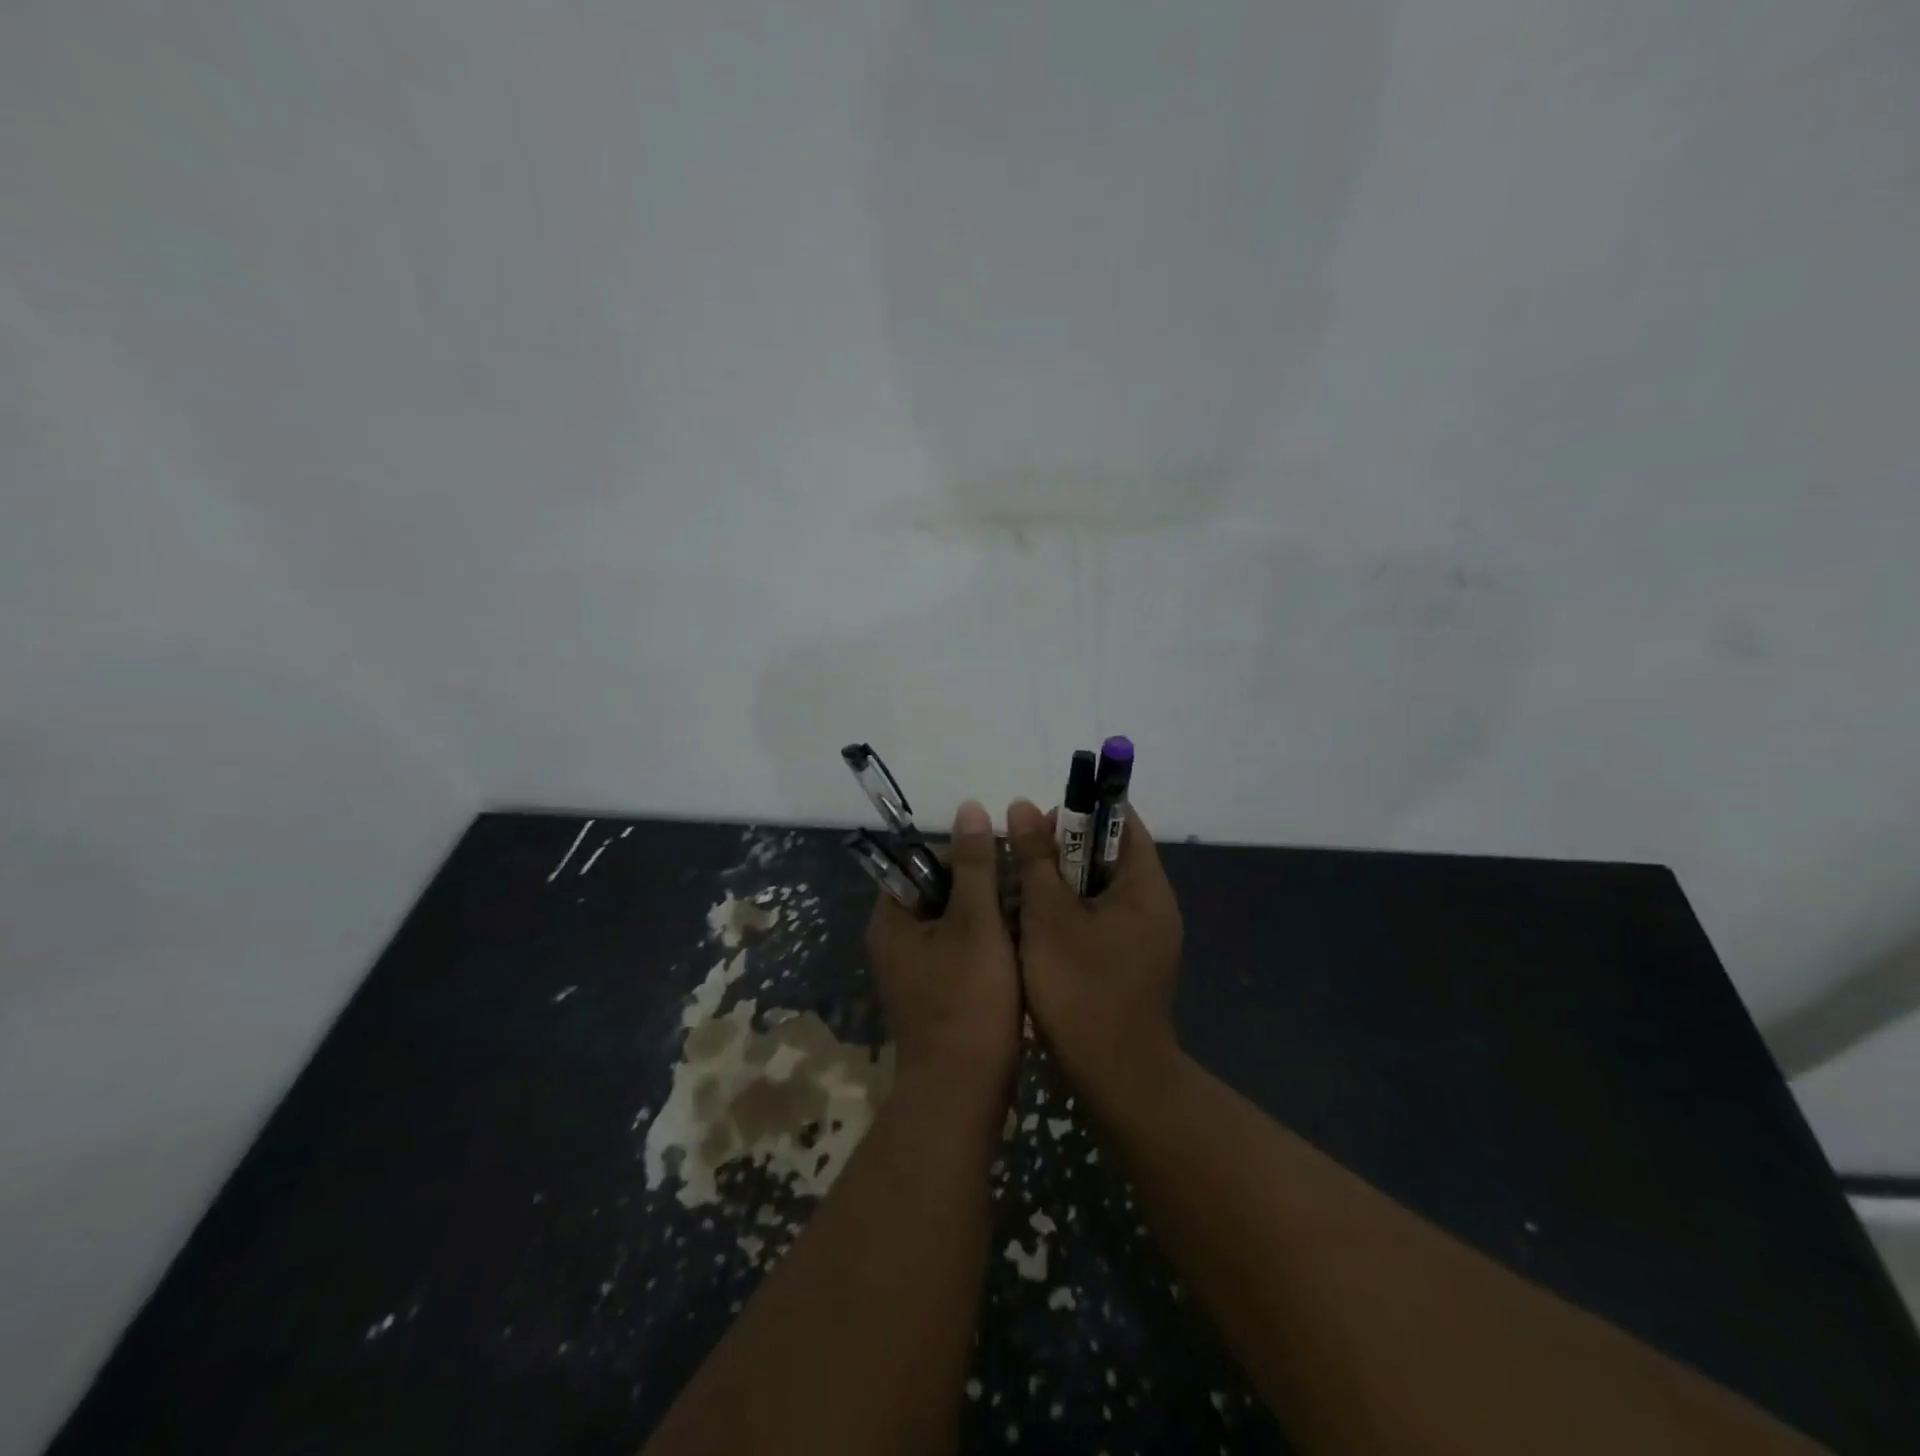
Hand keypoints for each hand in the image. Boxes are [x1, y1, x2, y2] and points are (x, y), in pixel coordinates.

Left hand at [866, 800, 1022, 1105]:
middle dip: (984, 886)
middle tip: (1025, 890)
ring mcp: (914, 969)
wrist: (962, 1094)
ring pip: (955, 922)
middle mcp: (895, 940)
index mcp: (893, 917)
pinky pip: (960, 951)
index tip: (1008, 864)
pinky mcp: (935, 992)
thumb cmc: (968, 1002)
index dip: (967, 855)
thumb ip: (975, 865)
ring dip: (990, 915)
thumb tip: (969, 807)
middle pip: (941, 891)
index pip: (924, 861)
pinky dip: (987, 943)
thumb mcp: (976, 923)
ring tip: (1030, 916)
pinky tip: (1022, 948)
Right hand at [1005, 798, 1184, 1116]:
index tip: (1039, 823)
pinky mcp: (1128, 964)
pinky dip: (1067, 915)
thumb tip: (1023, 805)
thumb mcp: (1048, 916)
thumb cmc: (1081, 989)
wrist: (1115, 1078)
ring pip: (1097, 890)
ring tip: (1017, 891)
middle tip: (1018, 859)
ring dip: (1058, 884)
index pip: (1122, 823)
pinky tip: (1032, 928)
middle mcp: (1152, 906)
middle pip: (1106, 856)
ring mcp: (1143, 938)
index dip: (1081, 812)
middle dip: (1061, 851)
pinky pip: (1097, 920)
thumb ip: (1036, 858)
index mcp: (1146, 886)